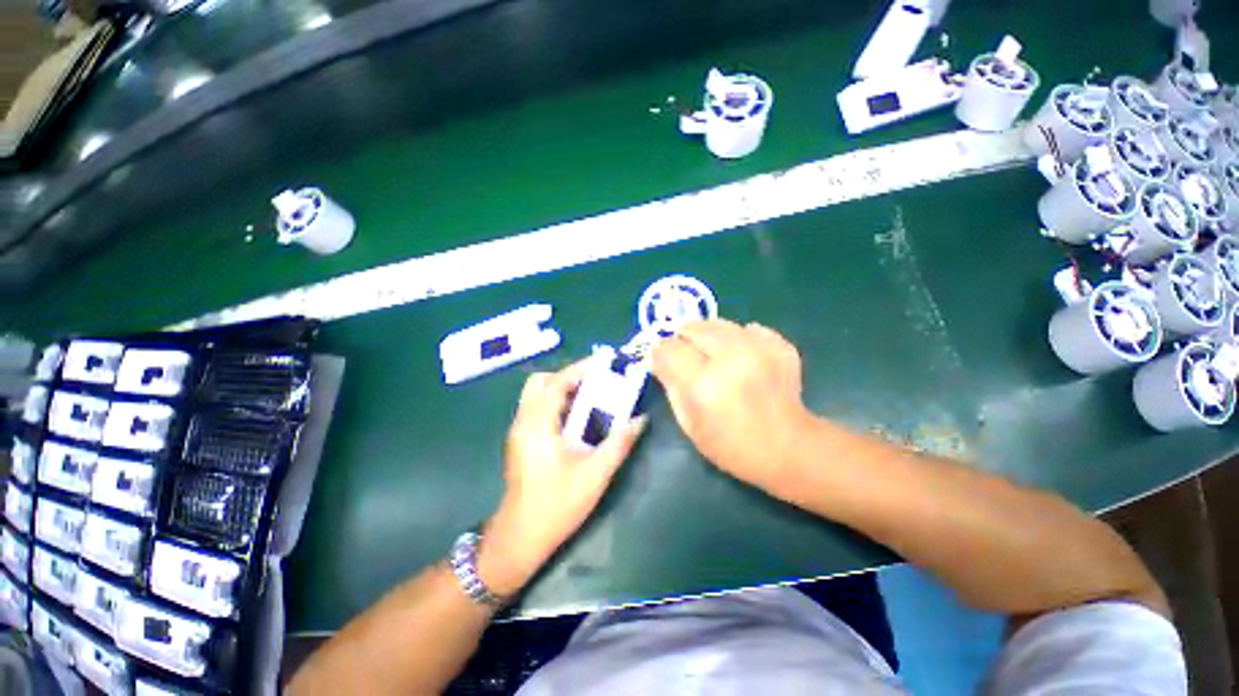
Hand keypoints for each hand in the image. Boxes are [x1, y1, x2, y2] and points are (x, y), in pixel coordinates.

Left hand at [479, 361, 647, 596]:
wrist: (520, 537)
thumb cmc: (556, 506)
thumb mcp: (594, 475)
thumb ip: (619, 443)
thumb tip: (640, 419)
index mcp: (538, 425)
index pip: (556, 382)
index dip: (580, 368)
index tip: (603, 362)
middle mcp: (524, 421)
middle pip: (540, 382)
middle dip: (568, 376)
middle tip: (595, 381)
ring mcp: (519, 430)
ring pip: (537, 394)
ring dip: (563, 388)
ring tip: (591, 395)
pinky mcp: (521, 440)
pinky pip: (538, 408)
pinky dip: (557, 402)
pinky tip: (577, 417)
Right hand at [651, 319, 813, 490]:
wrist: (790, 449)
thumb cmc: (731, 446)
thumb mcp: (689, 424)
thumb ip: (671, 386)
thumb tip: (660, 359)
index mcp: (703, 383)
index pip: (668, 348)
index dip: (661, 354)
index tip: (664, 363)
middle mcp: (730, 358)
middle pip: (692, 327)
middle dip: (684, 340)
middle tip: (689, 359)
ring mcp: (759, 348)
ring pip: (718, 322)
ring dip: (709, 337)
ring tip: (715, 357)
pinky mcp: (779, 345)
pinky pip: (748, 328)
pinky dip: (740, 339)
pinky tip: (743, 358)